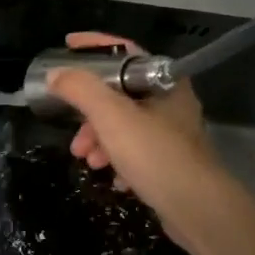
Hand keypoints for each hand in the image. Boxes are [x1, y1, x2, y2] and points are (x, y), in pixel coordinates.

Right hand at [46, 31, 236, 249]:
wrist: (197, 209)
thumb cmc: (154, 154)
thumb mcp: (111, 116)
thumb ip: (81, 90)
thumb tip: (56, 75)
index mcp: (164, 82)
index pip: (125, 51)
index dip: (94, 46)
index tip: (66, 47)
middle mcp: (172, 104)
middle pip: (119, 95)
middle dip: (90, 113)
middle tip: (75, 133)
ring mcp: (173, 135)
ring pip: (125, 127)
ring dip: (100, 141)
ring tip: (88, 161)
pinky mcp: (171, 164)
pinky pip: (136, 153)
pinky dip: (118, 161)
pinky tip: (114, 178)